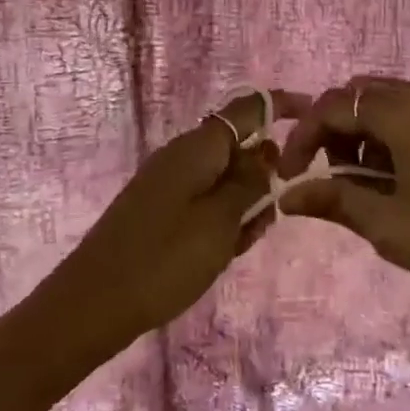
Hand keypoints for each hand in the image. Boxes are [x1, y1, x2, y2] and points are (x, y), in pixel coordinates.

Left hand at [43, 89, 307, 358]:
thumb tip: (268, 147)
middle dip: (263, 177)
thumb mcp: (221, 220)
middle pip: (238, 149)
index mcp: (197, 147)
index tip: (315, 117)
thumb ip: (250, 181)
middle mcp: (182, 156)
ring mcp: (168, 183)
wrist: (93, 304)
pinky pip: (204, 203)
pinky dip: (222, 222)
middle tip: (268, 218)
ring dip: (244, 206)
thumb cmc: (164, 259)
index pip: (248, 109)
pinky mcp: (160, 210)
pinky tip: (222, 253)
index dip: (283, 107)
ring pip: (224, 181)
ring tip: (240, 245)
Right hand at [273, 76, 409, 369]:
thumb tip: (287, 196)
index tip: (289, 177)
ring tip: (365, 188)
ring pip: (391, 105)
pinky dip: (396, 139)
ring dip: (365, 136)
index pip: (335, 105)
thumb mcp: (391, 227)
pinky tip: (401, 182)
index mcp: (407, 112)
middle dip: (334, 132)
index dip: (303, 137)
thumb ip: (335, 200)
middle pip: (362, 96)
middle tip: (328, 180)